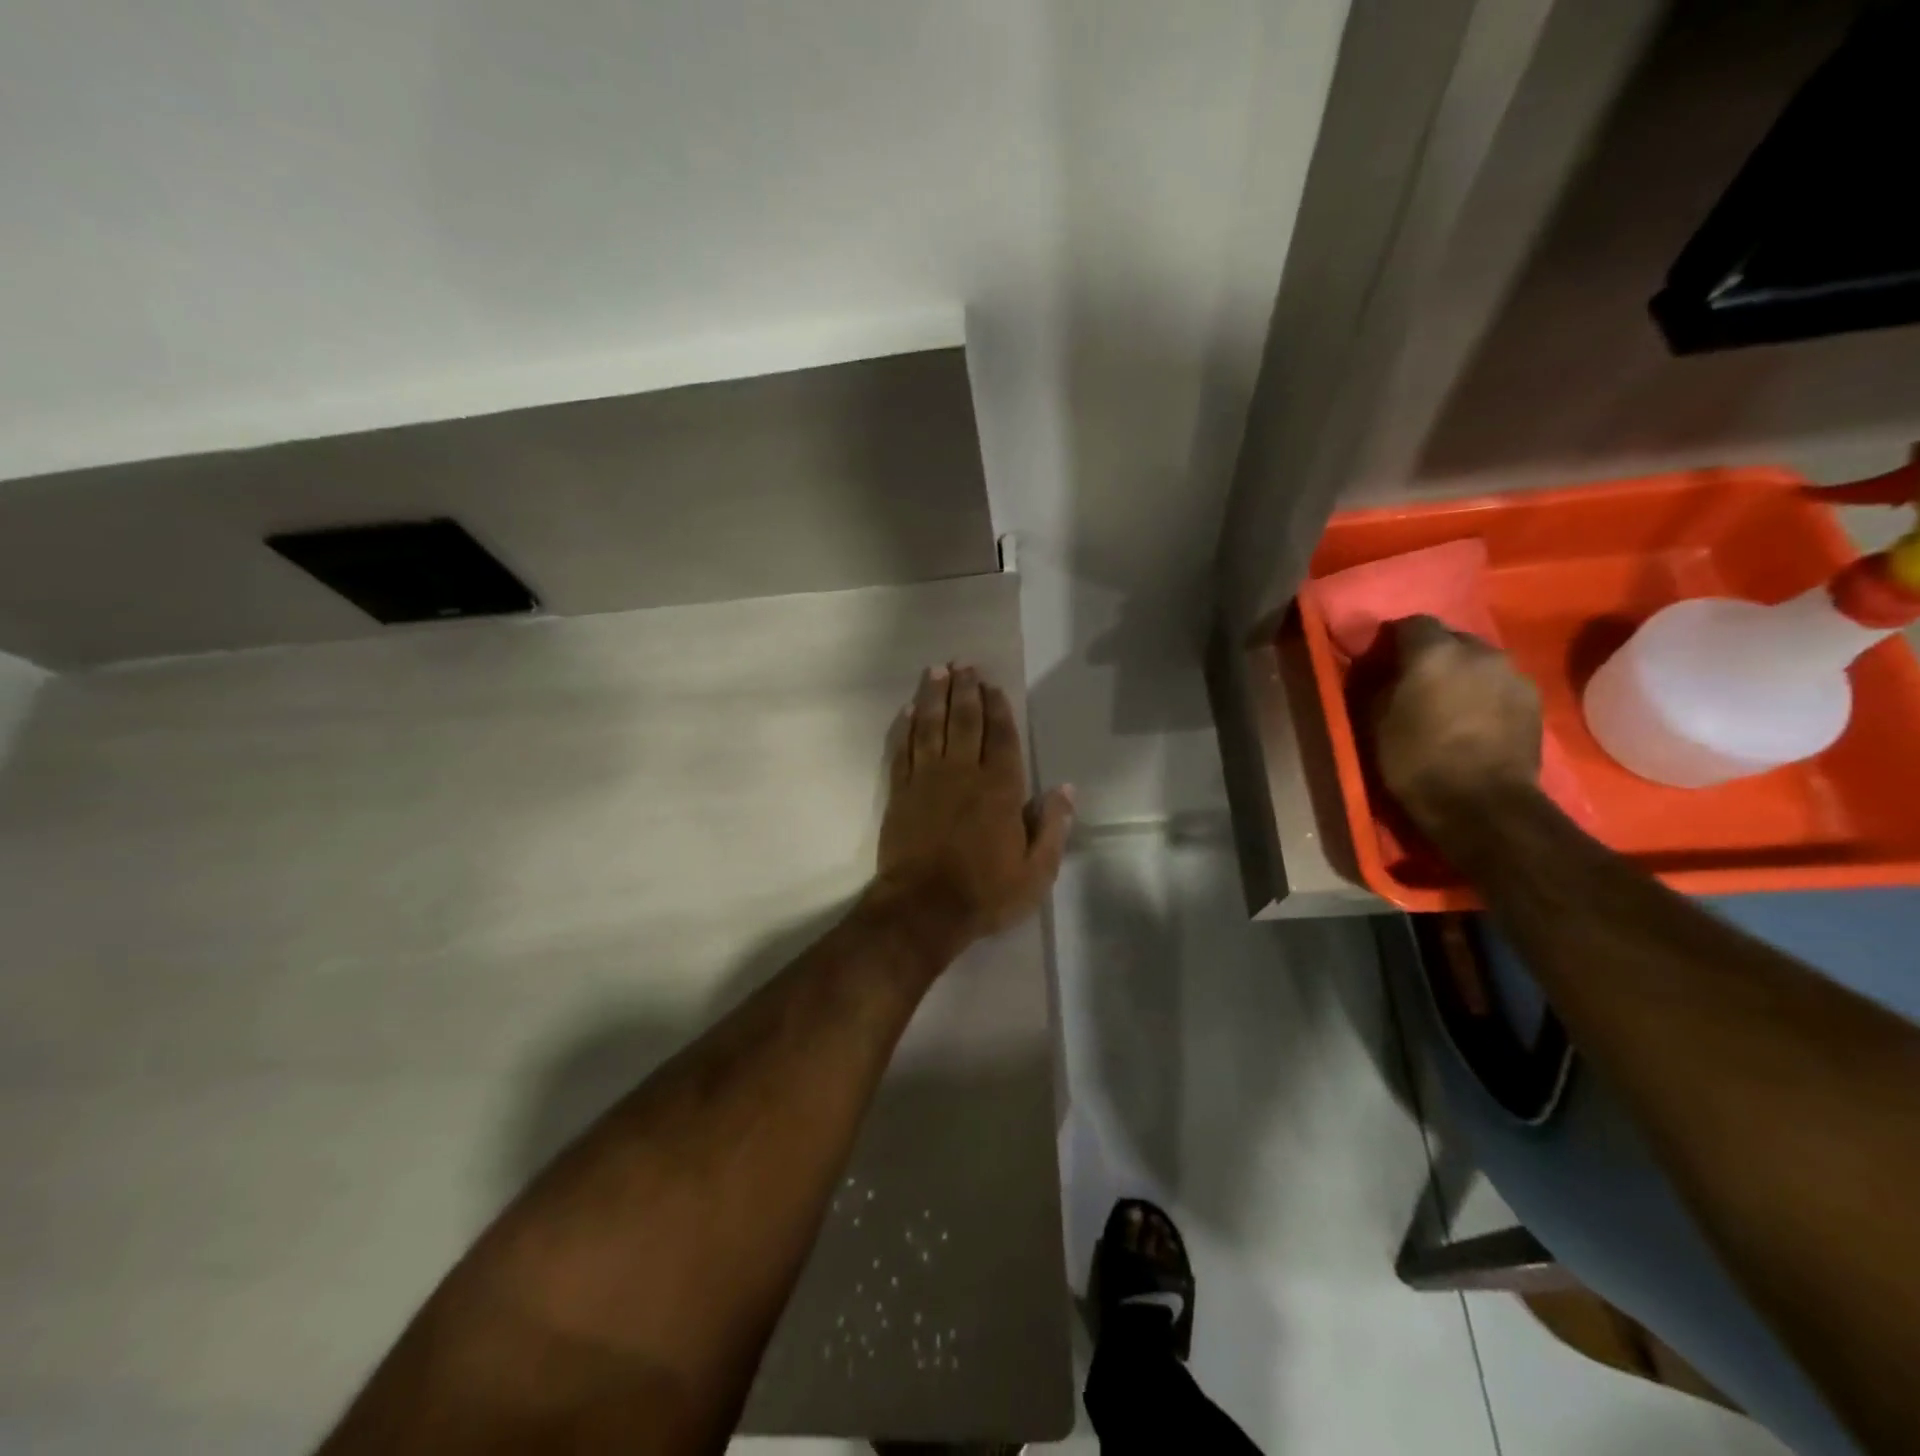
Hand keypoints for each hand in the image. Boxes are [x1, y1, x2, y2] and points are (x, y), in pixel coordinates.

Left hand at [870, 664, 1073, 952]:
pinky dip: (906, 728)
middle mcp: (962, 773)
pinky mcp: (900, 793)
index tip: (992, 684)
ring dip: (933, 697)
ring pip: (930, 727)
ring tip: (936, 672)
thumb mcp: (1036, 871)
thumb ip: (1053, 827)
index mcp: (1000, 789)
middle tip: (962, 664)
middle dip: (965, 690)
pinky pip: (903, 750)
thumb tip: (1066, 789)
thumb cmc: (985, 892)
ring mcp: (926, 780)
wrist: (924, 909)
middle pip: (964, 721)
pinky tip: (908, 711)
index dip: (998, 708)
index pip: (1001, 737)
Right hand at [1374, 616, 1542, 832]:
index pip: (1411, 623)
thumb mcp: (1375, 722)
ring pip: (1478, 661)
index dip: (1395, 641)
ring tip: (1447, 703)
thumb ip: (1379, 685)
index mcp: (1434, 651)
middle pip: (1451, 638)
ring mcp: (1512, 673)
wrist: (1482, 804)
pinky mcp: (1534, 699)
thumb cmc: (1415, 761)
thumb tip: (1382, 671)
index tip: (1383, 662)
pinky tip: (1474, 719)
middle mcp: (1478, 650)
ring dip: (1461, 674)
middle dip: (1432, 655)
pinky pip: (1499, 683)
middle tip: (1416, 683)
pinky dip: (1484, 693)